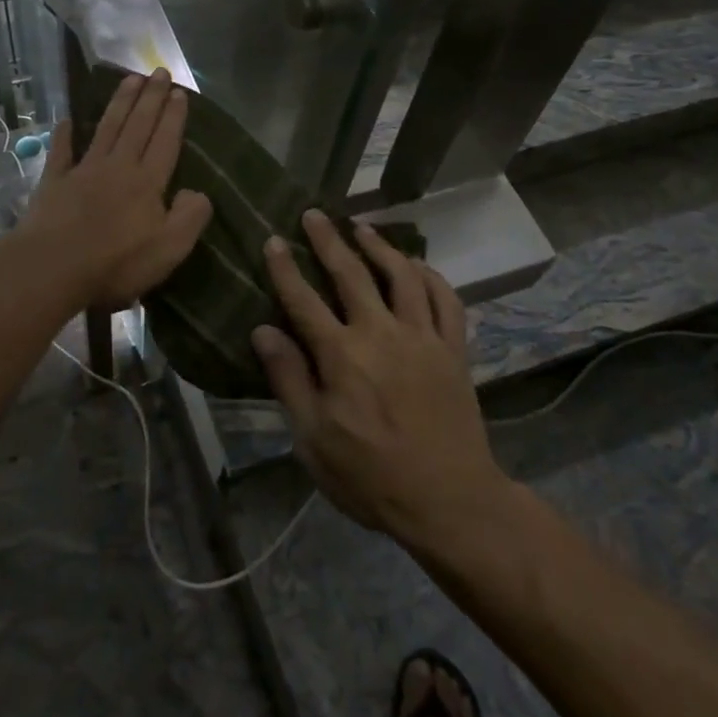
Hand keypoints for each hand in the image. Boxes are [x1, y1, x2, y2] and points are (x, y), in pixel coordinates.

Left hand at [22, 69, 213, 310]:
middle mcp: (118, 167)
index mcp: (147, 182)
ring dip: (119, 103)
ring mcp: (83, 171)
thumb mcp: (169, 249)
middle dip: (150, 97)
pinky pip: (61, 152)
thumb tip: (198, 192)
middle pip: (138, 125)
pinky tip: (67, 119)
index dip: (174, 116)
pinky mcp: (54, 182)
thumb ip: (190, 217)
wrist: (53, 268)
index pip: (165, 141)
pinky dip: (65, 134)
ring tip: (130, 79)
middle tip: (159, 71)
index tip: (180, 92)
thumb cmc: (116, 263)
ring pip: (106, 128)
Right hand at [252, 212, 504, 550]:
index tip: (272, 240)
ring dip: (381, 246)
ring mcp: (423, 338)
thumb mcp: (313, 439)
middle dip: (328, 240)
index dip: (285, 268)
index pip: (304, 300)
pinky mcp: (453, 350)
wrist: (449, 502)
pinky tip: (418, 265)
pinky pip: (446, 300)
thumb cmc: (371, 476)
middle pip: (352, 274)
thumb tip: (263, 330)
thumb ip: (289, 379)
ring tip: (363, 228)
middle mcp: (382, 334)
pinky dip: (432, 276)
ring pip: (402, 276)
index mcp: (342, 356)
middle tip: (314, 214)